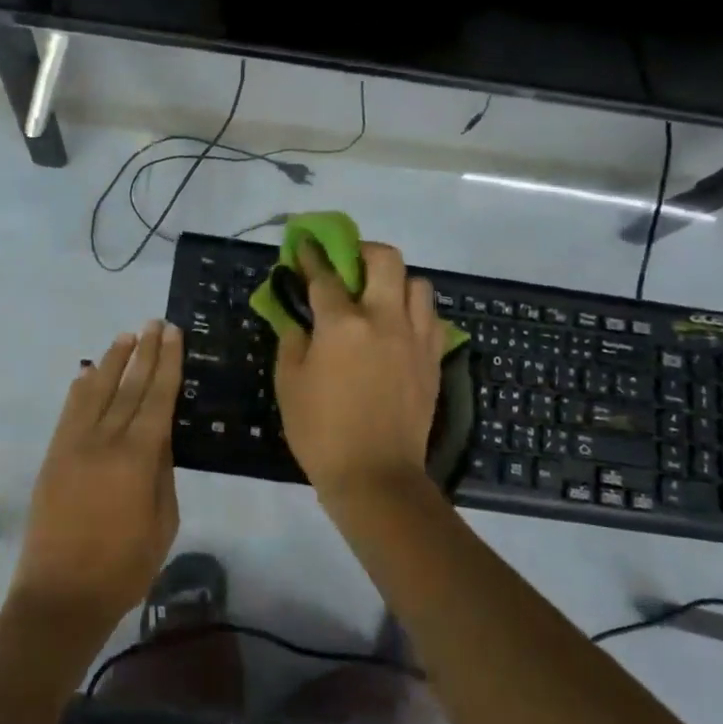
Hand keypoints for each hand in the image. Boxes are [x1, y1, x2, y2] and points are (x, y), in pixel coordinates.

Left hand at [10, 320, 182, 633]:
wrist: (60, 596)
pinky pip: (69, 411)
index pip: (156, 398)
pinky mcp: (53, 456)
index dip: (166, 364)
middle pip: (127, 386)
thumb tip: (160, 435)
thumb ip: (162, 472)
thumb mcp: (162, 522)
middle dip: (143, 352)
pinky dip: (81, 387)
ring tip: (126, 337)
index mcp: (136, 458)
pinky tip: (89, 372)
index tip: (173, 335)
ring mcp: (73, 445)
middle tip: (154, 323)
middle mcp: (103, 441)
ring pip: (95, 391)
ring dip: (112, 361)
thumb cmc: (124, 567)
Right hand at [275, 240, 445, 507]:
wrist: (376, 477)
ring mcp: (415, 338)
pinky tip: (398, 329)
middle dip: (364, 251)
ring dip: (396, 282)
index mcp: (343, 324)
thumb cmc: (321, 432)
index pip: (325, 275)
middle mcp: (384, 319)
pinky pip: (431, 318)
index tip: (305, 247)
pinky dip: (415, 313)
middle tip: (349, 265)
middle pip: (385, 259)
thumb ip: (292, 339)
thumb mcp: (289, 383)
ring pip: (418, 284)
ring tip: (378, 299)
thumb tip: (298, 317)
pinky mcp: (433, 359)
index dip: (312, 257)